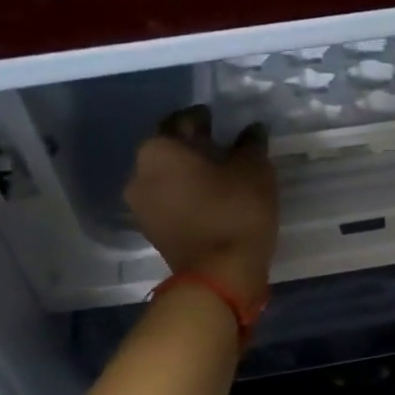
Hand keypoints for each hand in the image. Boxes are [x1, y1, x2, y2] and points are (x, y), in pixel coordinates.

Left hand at [125, 106, 277, 301]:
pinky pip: (170, 203)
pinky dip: (187, 198)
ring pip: (167, 179)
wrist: (220, 276)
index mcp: (159, 149)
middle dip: (193, 148)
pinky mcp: (152, 233)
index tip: (219, 121)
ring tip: (219, 178)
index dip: (203, 119)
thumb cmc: (235, 212)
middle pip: (169, 151)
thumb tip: (252, 130)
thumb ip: (251, 144)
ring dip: (189, 176)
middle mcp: (139, 173)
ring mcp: (141, 207)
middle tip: (222, 149)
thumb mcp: (254, 170)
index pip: (181, 121)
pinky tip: (212, 202)